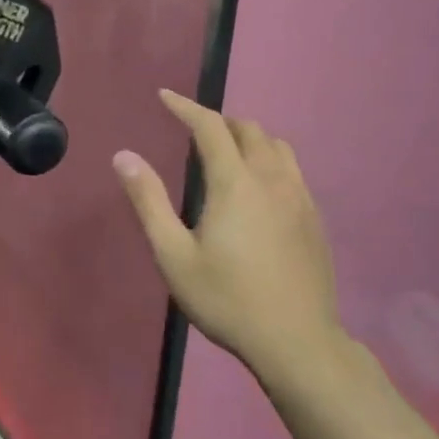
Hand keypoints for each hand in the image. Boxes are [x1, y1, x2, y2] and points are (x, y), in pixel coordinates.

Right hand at [112, 90, 341, 382]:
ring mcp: (299, 198)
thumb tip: (124, 156)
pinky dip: (269, 159)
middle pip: (249, 130)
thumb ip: (148, 201)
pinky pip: (292, 169)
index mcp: (235, 184)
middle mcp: (271, 180)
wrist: (297, 342)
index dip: (186, 107)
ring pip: (277, 146)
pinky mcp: (314, 218)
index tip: (164, 96)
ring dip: (248, 137)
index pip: (210, 127)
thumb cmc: (227, 298)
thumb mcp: (173, 255)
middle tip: (192, 128)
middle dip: (218, 120)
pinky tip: (258, 186)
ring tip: (226, 150)